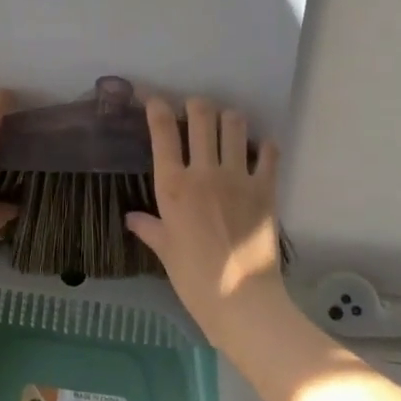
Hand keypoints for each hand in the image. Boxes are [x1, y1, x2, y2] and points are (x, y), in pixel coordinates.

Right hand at [125, 96, 285, 331]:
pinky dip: (264, 146)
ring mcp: (238, 177)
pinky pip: (268, 154)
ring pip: (235, 125)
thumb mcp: (165, 251)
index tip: (154, 100)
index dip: (156, 107)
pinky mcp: (266, 189)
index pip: (162, 131)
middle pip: (201, 116)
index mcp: (173, 186)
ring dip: (228, 119)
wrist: (241, 300)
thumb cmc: (194, 279)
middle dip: (195, 105)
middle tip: (193, 110)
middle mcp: (204, 172)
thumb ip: (149, 228)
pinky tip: (259, 150)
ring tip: (225, 126)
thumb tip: (132, 218)